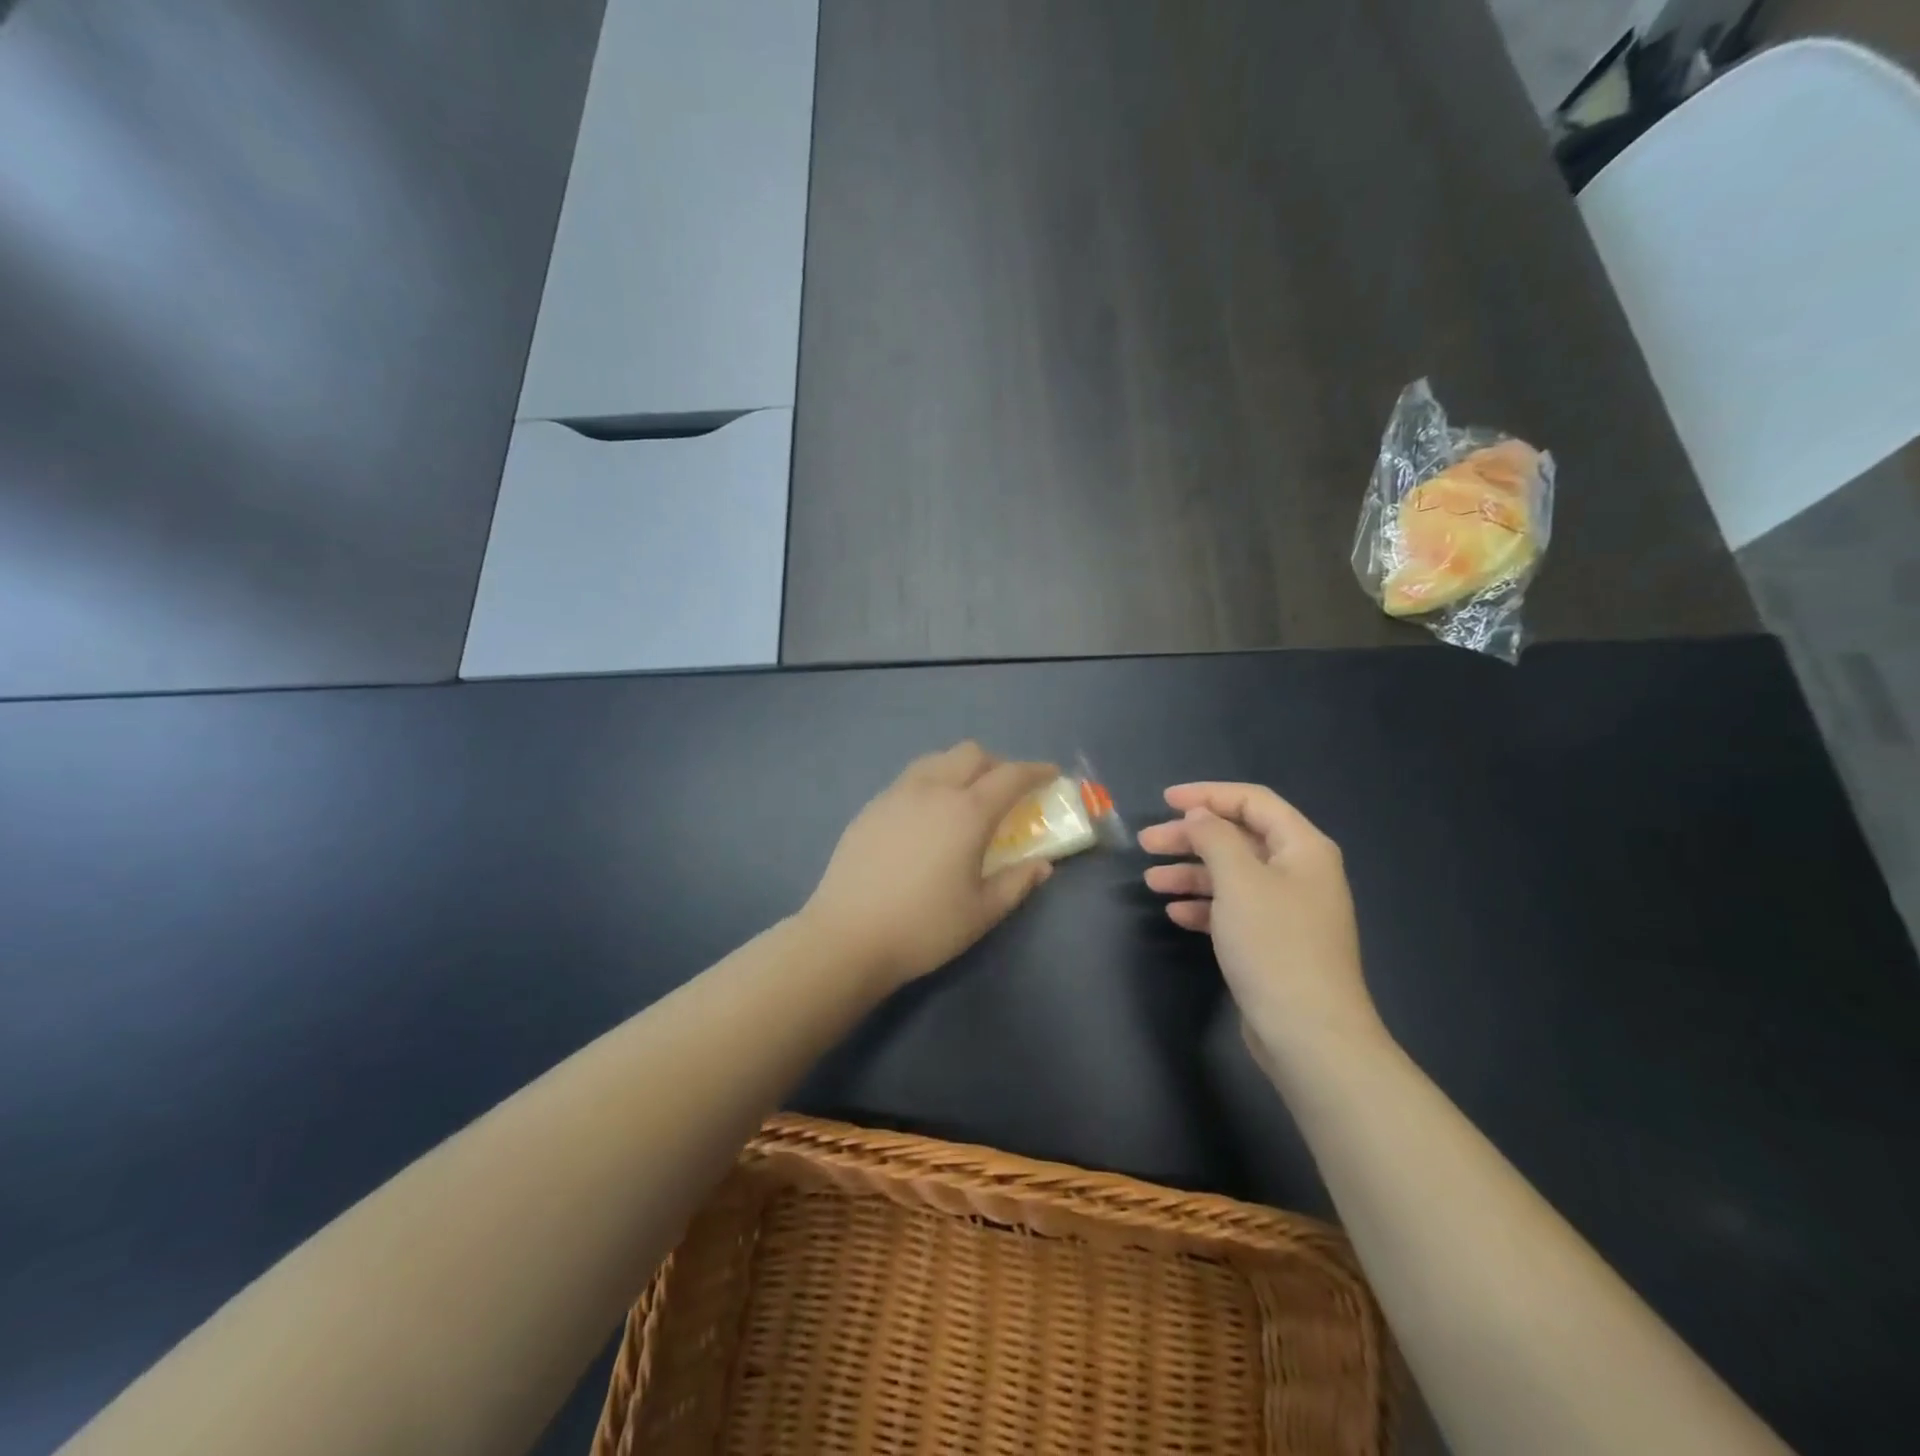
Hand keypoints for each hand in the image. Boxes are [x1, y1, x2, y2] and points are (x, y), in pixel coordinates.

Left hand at [803, 743, 1060, 989]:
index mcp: (966, 812)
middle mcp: (932, 790)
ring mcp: (896, 795)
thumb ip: (1017, 883)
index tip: (1051, 774)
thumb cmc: (924, 927)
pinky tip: (927, 816)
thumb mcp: (981, 912)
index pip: (1010, 776)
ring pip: (936, 760)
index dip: (1036, 771)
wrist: (848, 936)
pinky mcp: (871, 807)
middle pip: (971, 754)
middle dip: (997, 764)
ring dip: (961, 768)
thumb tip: (1042, 865)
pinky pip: (910, 779)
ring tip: (966, 798)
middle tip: (1007, 791)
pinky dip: (932, 782)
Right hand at [1139, 782, 1383, 1065]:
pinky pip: (1234, 910)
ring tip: (1152, 882)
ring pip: (1232, 876)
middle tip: (1147, 843)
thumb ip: (1215, 837)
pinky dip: (1204, 906)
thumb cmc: (1274, 944)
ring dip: (1191, 873)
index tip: (1165, 801)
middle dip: (1191, 837)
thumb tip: (1200, 816)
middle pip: (1238, 838)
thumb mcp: (1238, 880)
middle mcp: (1299, 872)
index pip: (1253, 801)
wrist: (1309, 1033)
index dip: (1208, 794)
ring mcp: (1288, 910)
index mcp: (1303, 847)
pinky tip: (1176, 915)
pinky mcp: (1274, 942)